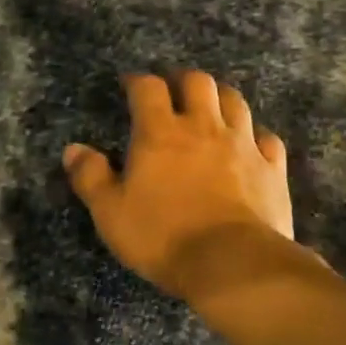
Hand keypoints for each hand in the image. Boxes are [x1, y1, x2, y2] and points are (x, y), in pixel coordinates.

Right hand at [64, 71, 292, 304]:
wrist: (233, 264)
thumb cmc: (163, 236)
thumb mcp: (111, 213)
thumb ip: (91, 177)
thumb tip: (73, 149)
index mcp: (160, 133)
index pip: (148, 88)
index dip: (137, 81)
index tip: (130, 86)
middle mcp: (203, 127)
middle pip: (198, 82)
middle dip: (183, 80)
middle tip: (173, 90)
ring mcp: (243, 144)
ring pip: (235, 102)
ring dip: (220, 98)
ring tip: (211, 108)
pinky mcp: (272, 168)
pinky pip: (268, 138)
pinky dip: (256, 135)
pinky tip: (251, 144)